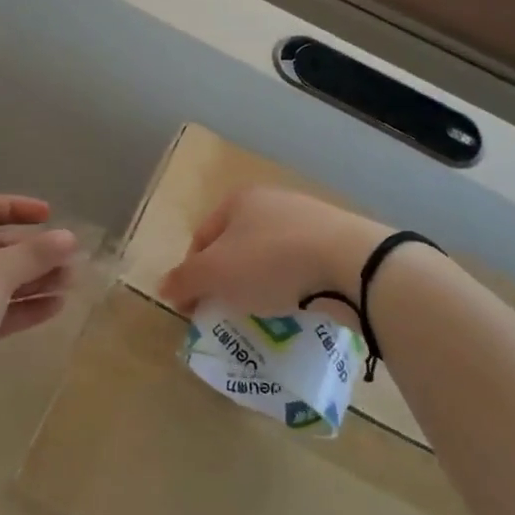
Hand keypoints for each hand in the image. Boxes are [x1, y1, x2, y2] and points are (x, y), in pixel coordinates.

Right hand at [160, 187, 386, 319]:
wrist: (350, 263)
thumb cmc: (271, 262)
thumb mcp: (215, 274)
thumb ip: (185, 280)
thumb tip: (163, 287)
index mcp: (238, 200)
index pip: (201, 237)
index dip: (191, 273)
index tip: (193, 308)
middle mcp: (272, 200)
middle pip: (235, 246)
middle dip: (227, 279)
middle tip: (226, 311)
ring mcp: (308, 218)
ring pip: (269, 256)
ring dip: (260, 284)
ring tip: (263, 314)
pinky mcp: (338, 241)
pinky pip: (302, 266)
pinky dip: (293, 286)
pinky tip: (298, 306)